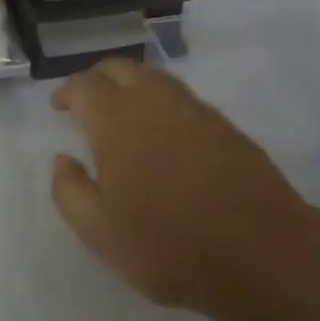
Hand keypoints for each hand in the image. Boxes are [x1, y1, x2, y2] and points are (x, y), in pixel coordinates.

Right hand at [49, 58, 318, 315]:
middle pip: (121, 68)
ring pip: (155, 79)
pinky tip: (164, 134)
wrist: (260, 252)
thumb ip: (70, 191)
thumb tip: (62, 159)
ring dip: (133, 86)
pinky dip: (163, 103)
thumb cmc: (167, 246)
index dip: (68, 91)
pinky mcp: (225, 125)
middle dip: (99, 79)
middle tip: (88, 104)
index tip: (60, 106)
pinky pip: (183, 99)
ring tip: (124, 115)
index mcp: (117, 121)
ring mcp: (195, 109)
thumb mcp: (99, 232)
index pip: (86, 85)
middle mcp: (155, 102)